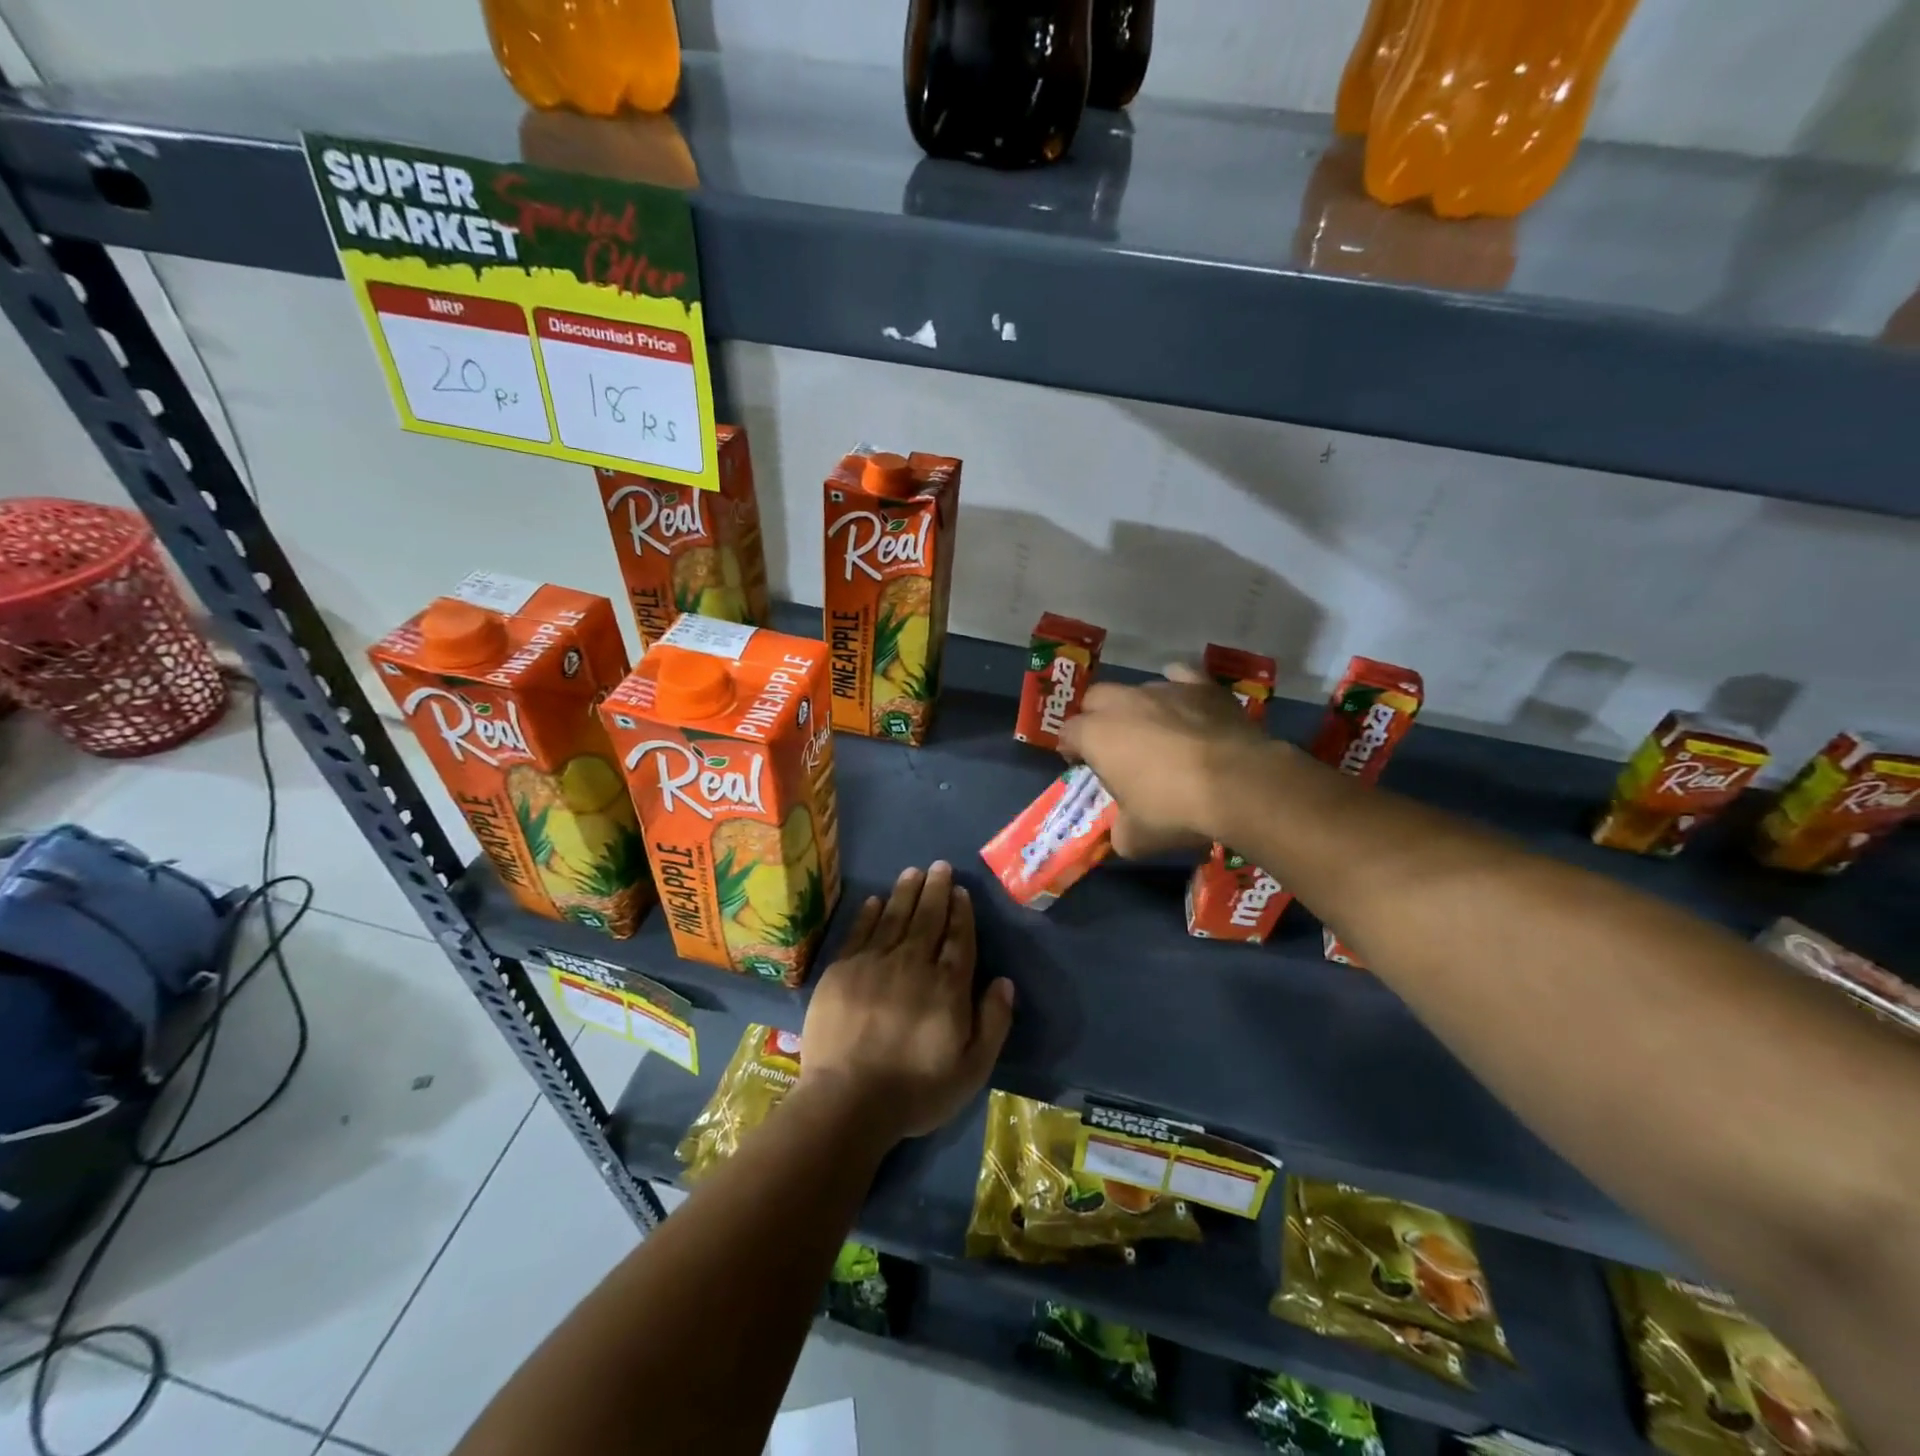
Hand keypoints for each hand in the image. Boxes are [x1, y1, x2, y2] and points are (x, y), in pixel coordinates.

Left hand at [799, 861, 1014, 1143]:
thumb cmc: (915, 1091)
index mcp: (948, 987)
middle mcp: (913, 964)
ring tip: (913, 872)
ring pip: (894, 917)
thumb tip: (1004, 981)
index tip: (961, 892)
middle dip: (936, 891)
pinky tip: (876, 900)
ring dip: (906, 892)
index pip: (959, 939)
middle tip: (940, 867)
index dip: (961, 913)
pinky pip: (860, 932)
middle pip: (928, 919)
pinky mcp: (842, 970)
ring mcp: (874, 963)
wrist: (847, 1101)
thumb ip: (993, 1023)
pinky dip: (869, 913)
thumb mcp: (971, 1069)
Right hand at [1057, 665, 1274, 856]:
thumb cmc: (1174, 809)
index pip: (1067, 732)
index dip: (1071, 748)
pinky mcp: (1203, 686)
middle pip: (1096, 699)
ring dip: (1138, 707)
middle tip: (1112, 744)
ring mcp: (1165, 689)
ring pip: (1139, 689)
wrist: (1239, 783)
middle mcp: (1124, 702)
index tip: (1081, 765)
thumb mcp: (1135, 837)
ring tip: (1155, 732)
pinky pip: (1181, 676)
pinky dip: (1178, 687)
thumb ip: (1119, 830)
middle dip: (1097, 717)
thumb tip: (1122, 831)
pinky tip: (1184, 703)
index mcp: (1096, 734)